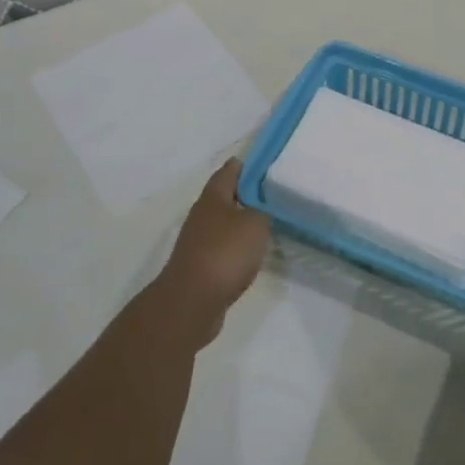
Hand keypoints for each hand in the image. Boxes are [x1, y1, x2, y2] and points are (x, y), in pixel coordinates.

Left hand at [151, 159, 270, 344]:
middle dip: (246, 194)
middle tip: (272, 194)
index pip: (229, 171)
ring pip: (224, 223)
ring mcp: (198, 241)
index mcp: (213, 198)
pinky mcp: (200, 265)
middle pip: (225, 197)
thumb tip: (259, 211)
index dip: (246, 165)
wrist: (192, 301)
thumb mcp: (256, 224)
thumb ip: (262, 212)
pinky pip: (223, 247)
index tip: (265, 163)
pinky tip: (252, 253)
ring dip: (242, 222)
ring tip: (267, 223)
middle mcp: (202, 215)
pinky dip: (237, 246)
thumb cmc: (225, 253)